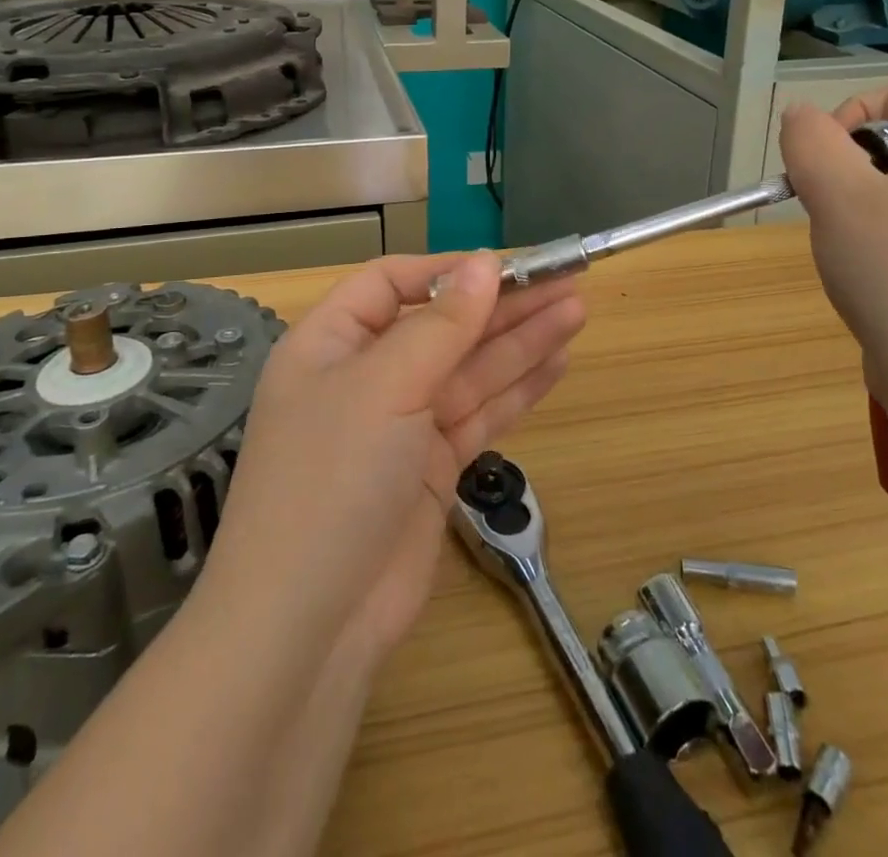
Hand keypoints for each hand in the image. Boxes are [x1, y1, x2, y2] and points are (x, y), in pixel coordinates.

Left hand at [205, 252, 585, 660]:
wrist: (310, 624)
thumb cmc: (333, 477)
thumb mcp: (385, 386)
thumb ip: (442, 325)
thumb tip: (484, 263)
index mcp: (331, 341)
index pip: (391, 283)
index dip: (447, 272)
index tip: (505, 266)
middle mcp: (366, 376)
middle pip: (442, 325)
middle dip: (502, 306)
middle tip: (567, 284)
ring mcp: (401, 425)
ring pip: (469, 369)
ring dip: (521, 342)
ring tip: (577, 313)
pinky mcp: (431, 468)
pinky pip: (480, 414)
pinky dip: (517, 389)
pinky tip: (557, 363)